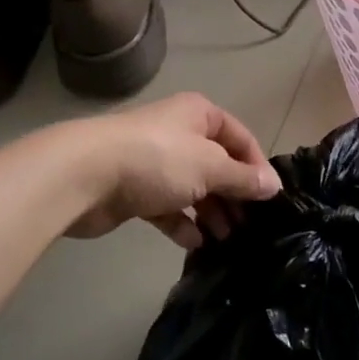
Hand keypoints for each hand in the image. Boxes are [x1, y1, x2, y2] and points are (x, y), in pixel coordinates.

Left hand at [64, 92, 280, 248]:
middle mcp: (179, 134)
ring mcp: (155, 162)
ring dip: (211, 213)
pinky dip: (182, 223)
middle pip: (217, 166)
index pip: (240, 138)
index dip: (257, 167)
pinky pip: (167, 207)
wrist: (85, 175)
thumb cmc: (158, 160)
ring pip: (193, 188)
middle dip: (234, 195)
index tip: (270, 199)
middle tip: (251, 227)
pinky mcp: (135, 190)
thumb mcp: (210, 167)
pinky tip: (195, 243)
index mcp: (199, 116)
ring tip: (226, 240)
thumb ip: (243, 178)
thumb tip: (273, 186)